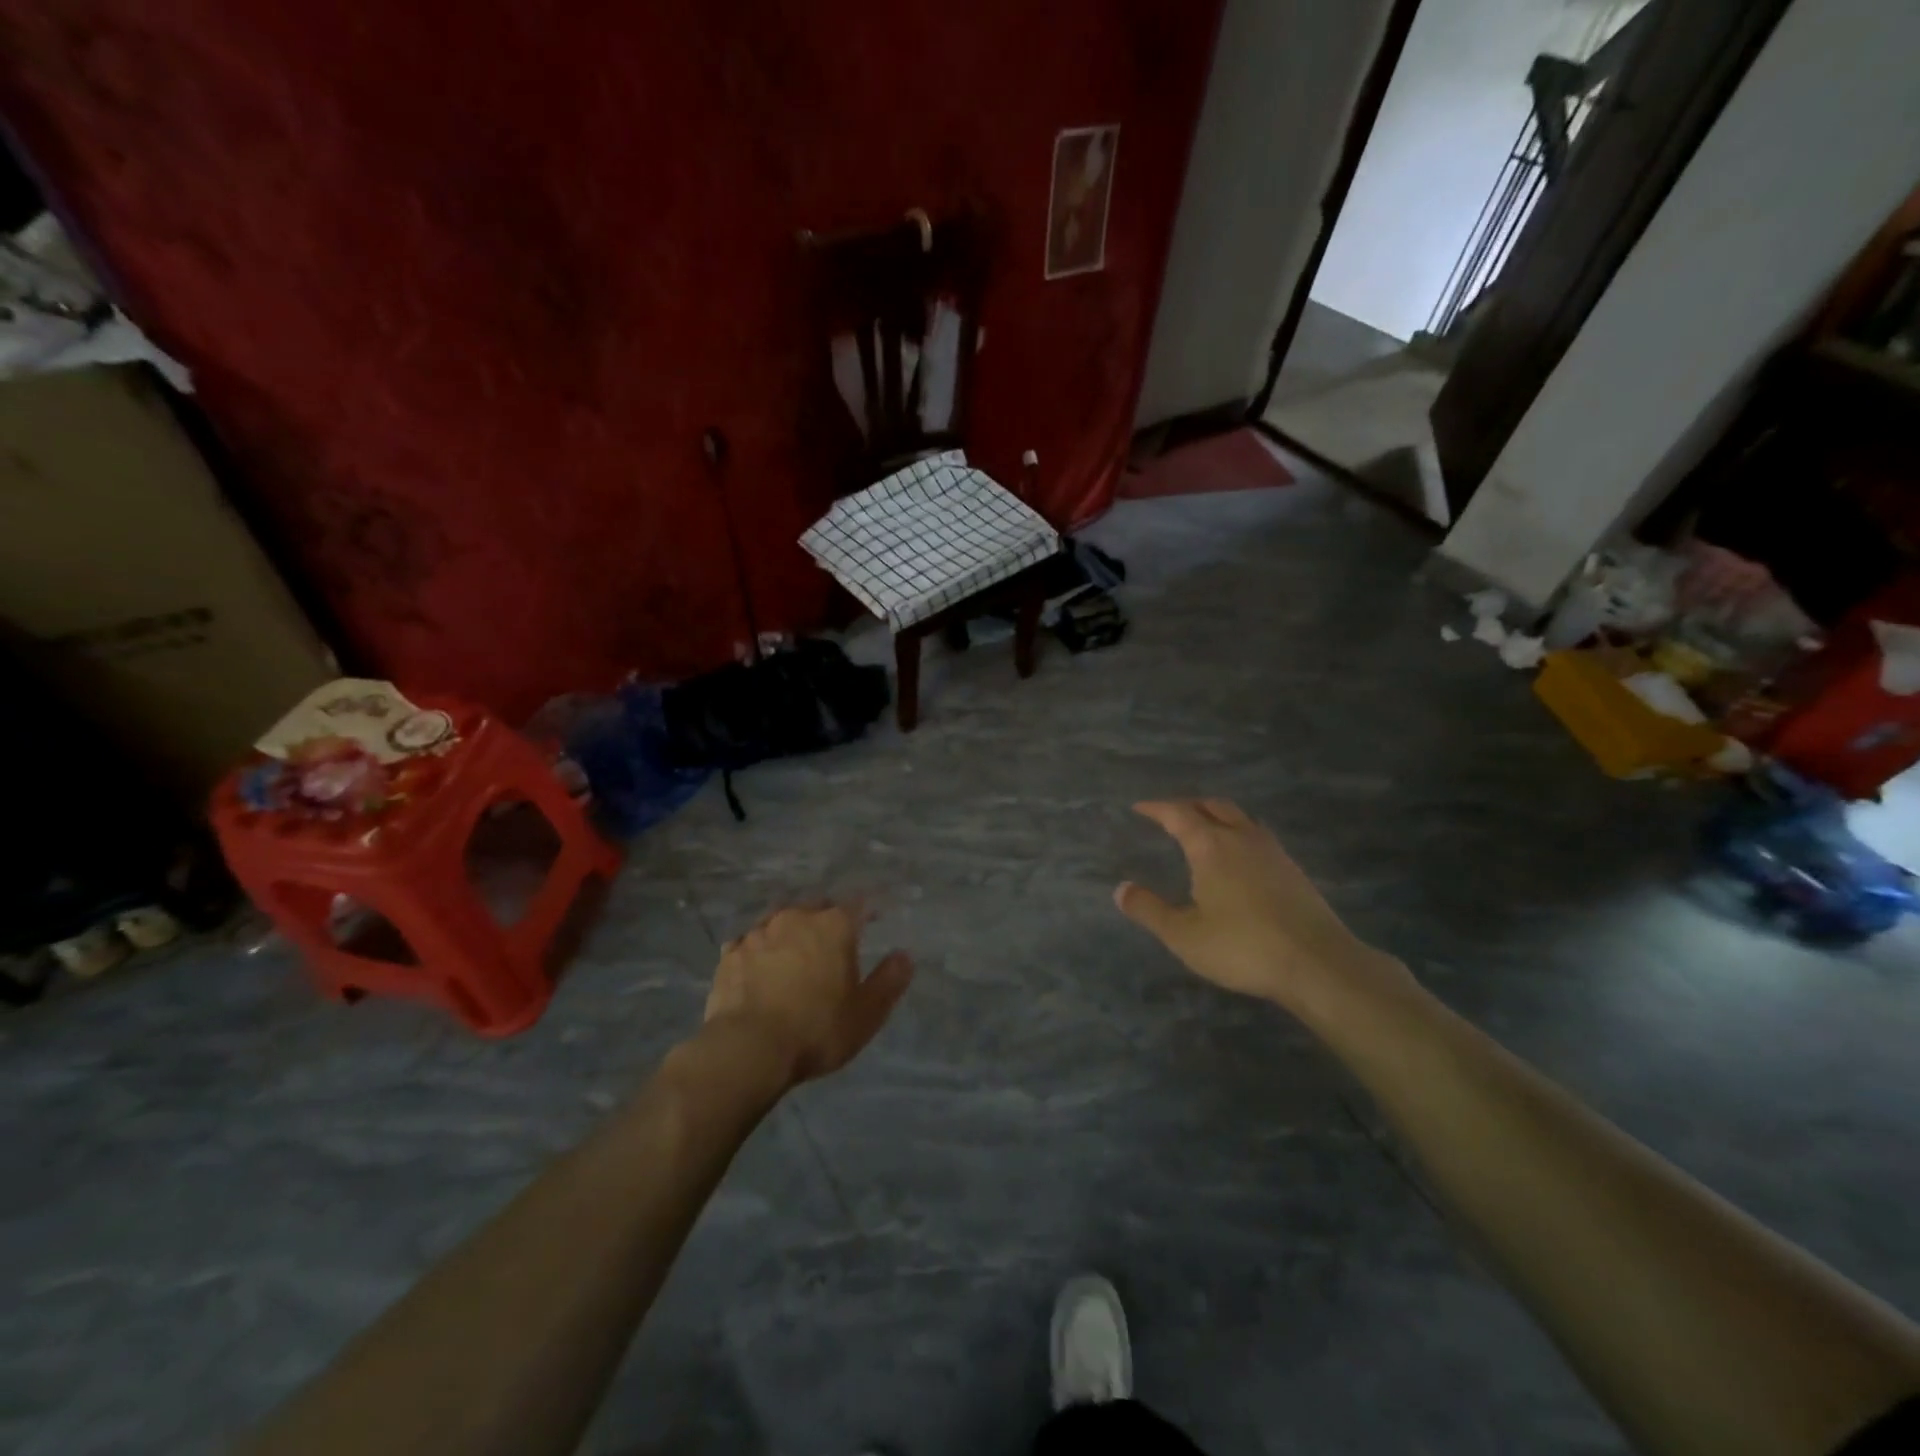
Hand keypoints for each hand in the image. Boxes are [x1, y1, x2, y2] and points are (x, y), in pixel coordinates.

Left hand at [704, 902, 913, 1085]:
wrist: (748, 1049)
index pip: (857, 905)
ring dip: (789, 932)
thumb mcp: (866, 1013)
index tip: (872, 920)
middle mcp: (796, 918)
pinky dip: (758, 950)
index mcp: (834, 926)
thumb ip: (888, 981)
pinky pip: (749, 943)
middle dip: (826, 918)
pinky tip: (758, 967)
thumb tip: (904, 956)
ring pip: (780, 921)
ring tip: (793, 953)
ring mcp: (758, 933)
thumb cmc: (817, 1029)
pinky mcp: (730, 954)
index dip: (866, 911)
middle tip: (832, 941)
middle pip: (816, 907)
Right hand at [1115, 799, 1410, 1017]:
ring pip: (1240, 818)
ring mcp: (1272, 852)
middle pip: (1213, 806)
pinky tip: (1239, 858)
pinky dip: (1239, 833)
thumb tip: (1121, 889)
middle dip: (1188, 806)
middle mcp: (1242, 839)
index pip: (1178, 814)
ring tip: (1204, 829)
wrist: (1318, 964)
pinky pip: (1258, 836)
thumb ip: (1150, 910)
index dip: (1157, 808)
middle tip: (1170, 814)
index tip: (1140, 807)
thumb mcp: (1184, 935)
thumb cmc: (1243, 947)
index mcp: (1211, 847)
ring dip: (1217, 816)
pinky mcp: (1293, 870)